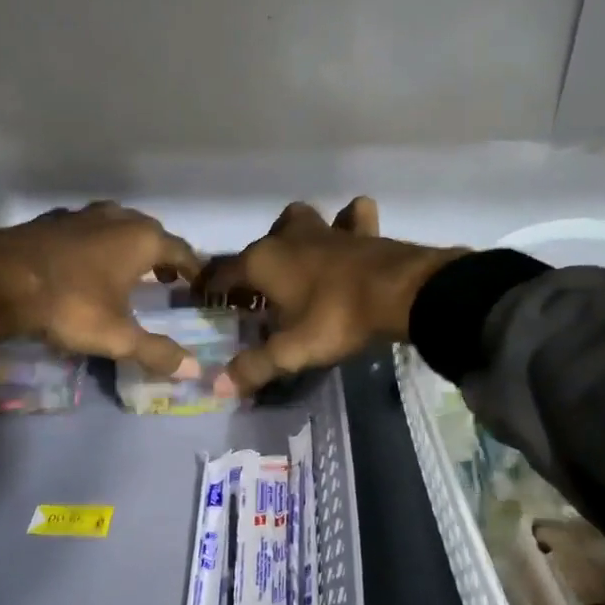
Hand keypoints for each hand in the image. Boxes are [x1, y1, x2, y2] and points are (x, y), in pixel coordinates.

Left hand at [0, 203, 203, 380]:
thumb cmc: (70, 305)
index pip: (180, 250)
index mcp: (141, 240)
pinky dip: (96, 244)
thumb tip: (194, 369)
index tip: (197, 284)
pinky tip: (85, 264)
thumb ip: (156, 352)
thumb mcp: (117, 336)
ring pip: (116, 225)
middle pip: (150, 232)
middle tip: (165, 277)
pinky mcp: (50, 221)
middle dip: (161, 253)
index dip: (192, 268)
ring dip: (127, 245)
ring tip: (127, 269)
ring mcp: (81, 215)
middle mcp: (116, 218)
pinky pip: (86, 230)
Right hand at [199, 197, 465, 392]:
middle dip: (254, 265)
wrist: (399, 293)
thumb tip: (219, 386)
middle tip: (259, 294)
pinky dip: (349, 223)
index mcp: (263, 261)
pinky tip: (350, 236)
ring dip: (294, 235)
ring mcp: (326, 229)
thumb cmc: (336, 318)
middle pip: (260, 245)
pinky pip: (351, 217)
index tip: (205, 300)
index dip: (211, 288)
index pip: (223, 273)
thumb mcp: (291, 351)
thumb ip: (254, 367)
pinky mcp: (361, 230)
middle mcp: (288, 237)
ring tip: (298, 259)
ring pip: (299, 220)